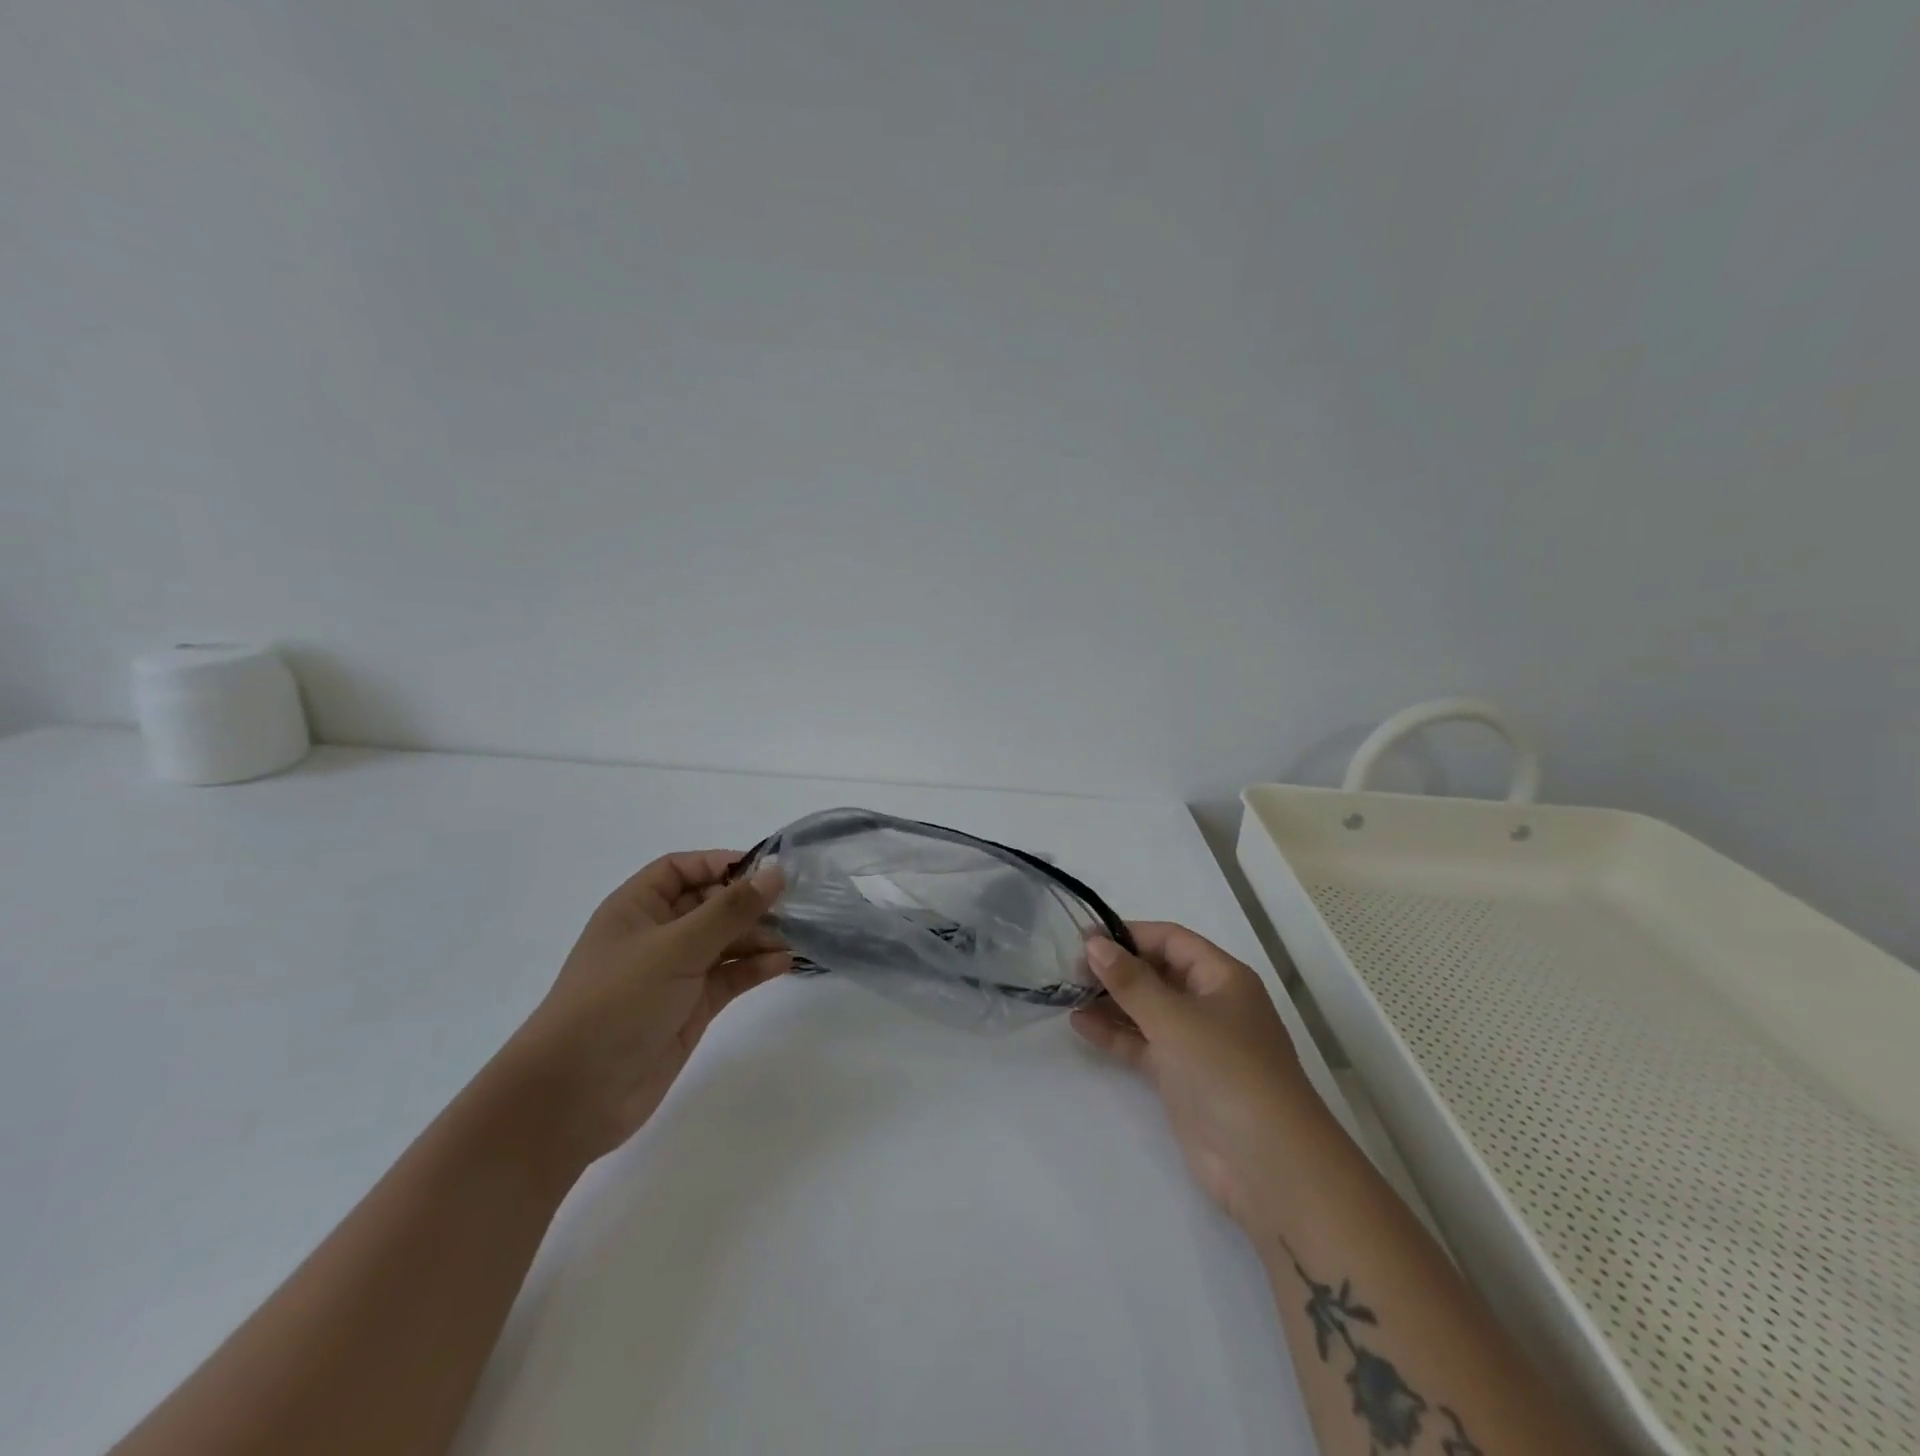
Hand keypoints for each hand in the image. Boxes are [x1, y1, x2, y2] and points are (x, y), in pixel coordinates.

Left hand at [501, 851, 787, 1170]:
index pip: (682, 869)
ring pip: (724, 941)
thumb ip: (730, 909)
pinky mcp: (689, 1008)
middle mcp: (656, 935)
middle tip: (792, 905)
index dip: (720, 864)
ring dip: (757, 937)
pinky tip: (783, 964)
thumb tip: (775, 871)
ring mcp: (673, 974)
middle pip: (709, 904)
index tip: (765, 870)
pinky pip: (729, 976)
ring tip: (793, 938)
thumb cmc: (616, 1002)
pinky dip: (754, 968)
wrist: (573, 1096)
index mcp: (636, 908)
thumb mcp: (676, 947)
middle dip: (747, 902)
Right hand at [1072, 923, 1315, 1234]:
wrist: (1268, 1166)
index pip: (1171, 940)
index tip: (1084, 938)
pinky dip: (1116, 1035)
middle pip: (1158, 973)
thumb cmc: (1226, 1071)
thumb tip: (1094, 943)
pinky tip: (1080, 1025)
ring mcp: (1198, 1044)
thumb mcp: (1175, 1018)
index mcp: (1222, 978)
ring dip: (1112, 1002)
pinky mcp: (1183, 1079)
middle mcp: (1211, 1004)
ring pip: (1148, 1010)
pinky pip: (1144, 1045)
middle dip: (1117, 968)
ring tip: (1068, 993)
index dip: (1130, 934)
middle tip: (1069, 968)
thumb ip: (1130, 980)